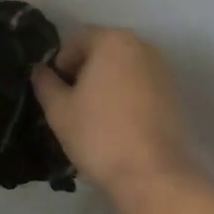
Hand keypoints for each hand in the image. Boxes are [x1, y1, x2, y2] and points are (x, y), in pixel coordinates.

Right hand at [31, 28, 192, 197]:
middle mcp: (141, 46)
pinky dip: (127, 95)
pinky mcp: (174, 92)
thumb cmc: (99, 135)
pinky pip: (141, 84)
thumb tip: (40, 70)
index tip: (57, 92)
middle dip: (84, 71)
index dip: (61, 64)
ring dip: (106, 83)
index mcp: (112, 41)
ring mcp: (162, 69)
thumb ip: (45, 83)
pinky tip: (119, 123)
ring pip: (123, 68)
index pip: (77, 39)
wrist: (152, 174)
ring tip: (95, 115)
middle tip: (73, 104)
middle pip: (102, 50)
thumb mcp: (59, 110)